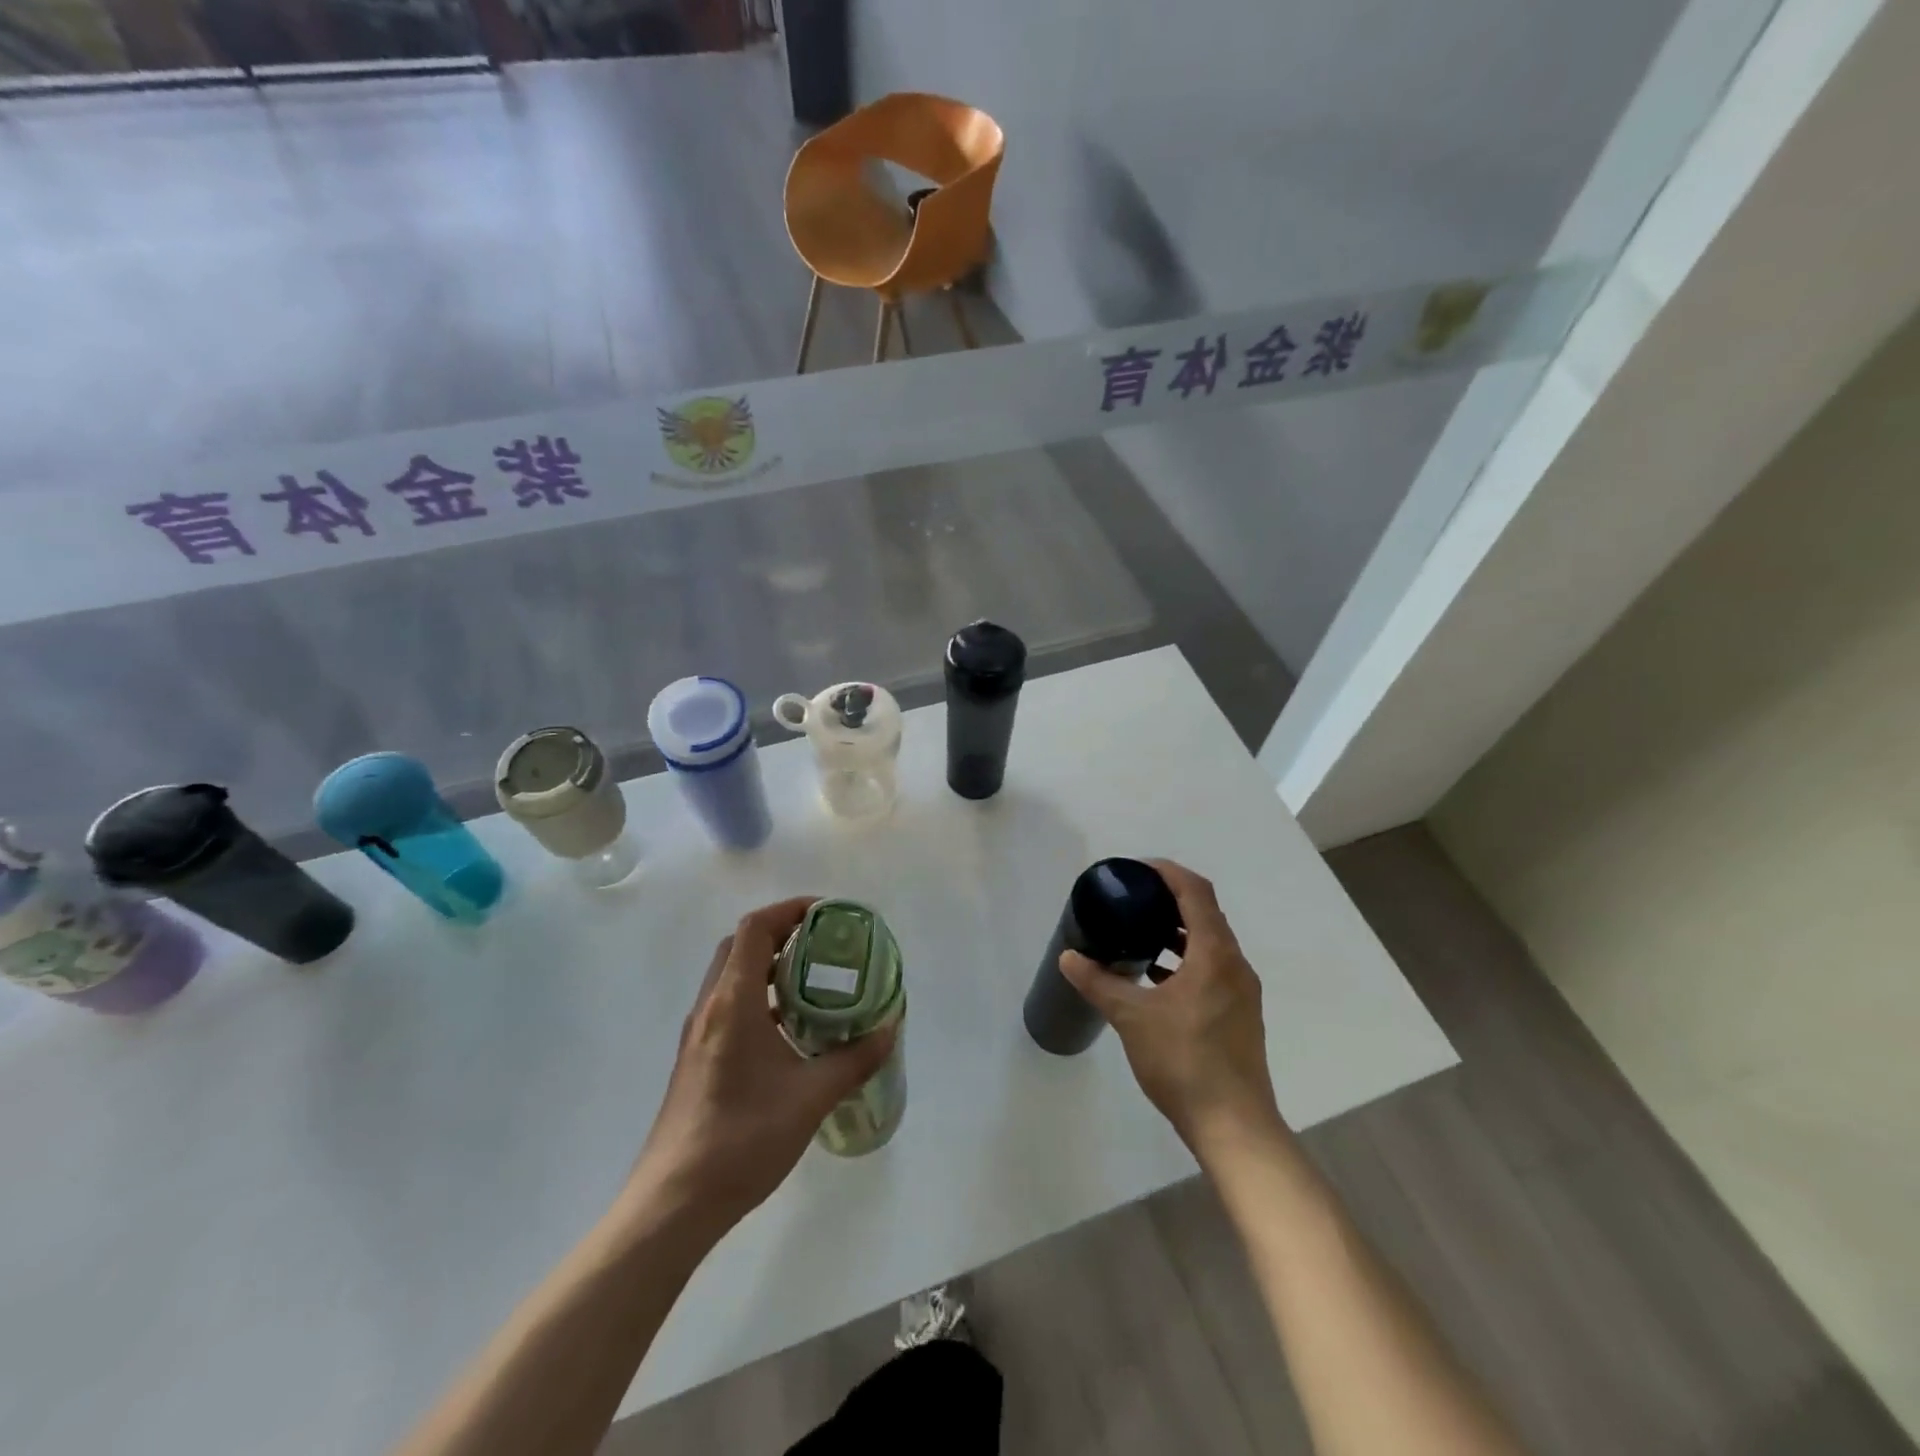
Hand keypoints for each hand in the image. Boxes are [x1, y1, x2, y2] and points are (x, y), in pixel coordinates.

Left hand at [629, 897, 896, 1232]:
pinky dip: (758, 996)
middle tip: (823, 943)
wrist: (673, 1203)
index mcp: (733, 1002)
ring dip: (768, 965)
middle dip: (782, 932)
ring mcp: (698, 1034)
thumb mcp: (811, 1097)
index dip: (790, 909)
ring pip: (732, 976)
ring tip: (812, 980)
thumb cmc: (742, 1139)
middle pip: (740, 945)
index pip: (755, 929)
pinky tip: (788, 1029)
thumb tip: (890, 1027)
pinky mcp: (696, 1058)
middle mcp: (710, 1007)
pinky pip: (729, 1005)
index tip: (827, 914)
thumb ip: (855, 1059)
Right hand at [1059, 860, 1283, 1160]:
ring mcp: (1241, 992)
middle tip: (1132, 899)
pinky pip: (1211, 969)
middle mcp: (1235, 965)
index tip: (1136, 870)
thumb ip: (1099, 983)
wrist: (1234, 1126)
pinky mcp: (1239, 1015)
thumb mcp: (1132, 1018)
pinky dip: (1185, 960)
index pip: (1196, 891)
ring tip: (1139, 934)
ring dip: (1177, 932)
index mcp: (1215, 954)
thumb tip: (1068, 957)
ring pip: (1209, 944)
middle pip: (1205, 914)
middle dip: (1169, 900)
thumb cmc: (1184, 1061)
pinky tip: (1155, 978)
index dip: (1167, 872)